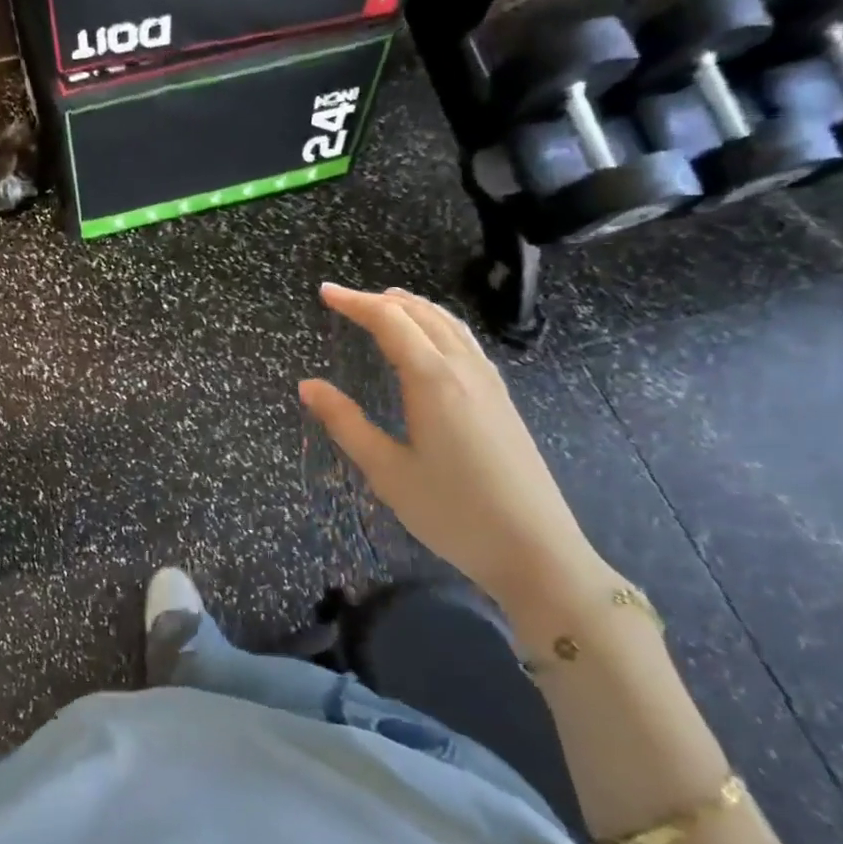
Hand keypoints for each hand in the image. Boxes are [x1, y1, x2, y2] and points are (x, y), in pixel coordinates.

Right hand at [298, 284, 599, 604]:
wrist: (535, 550)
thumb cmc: (452, 512)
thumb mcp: (387, 471)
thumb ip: (345, 423)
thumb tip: (307, 385)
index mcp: (433, 380)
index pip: (389, 321)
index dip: (355, 302)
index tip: (325, 293)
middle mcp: (464, 369)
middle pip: (421, 314)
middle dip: (381, 300)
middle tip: (346, 300)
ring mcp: (489, 382)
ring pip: (449, 324)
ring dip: (413, 308)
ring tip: (385, 306)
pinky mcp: (502, 399)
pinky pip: (465, 342)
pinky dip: (437, 325)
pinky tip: (429, 343)